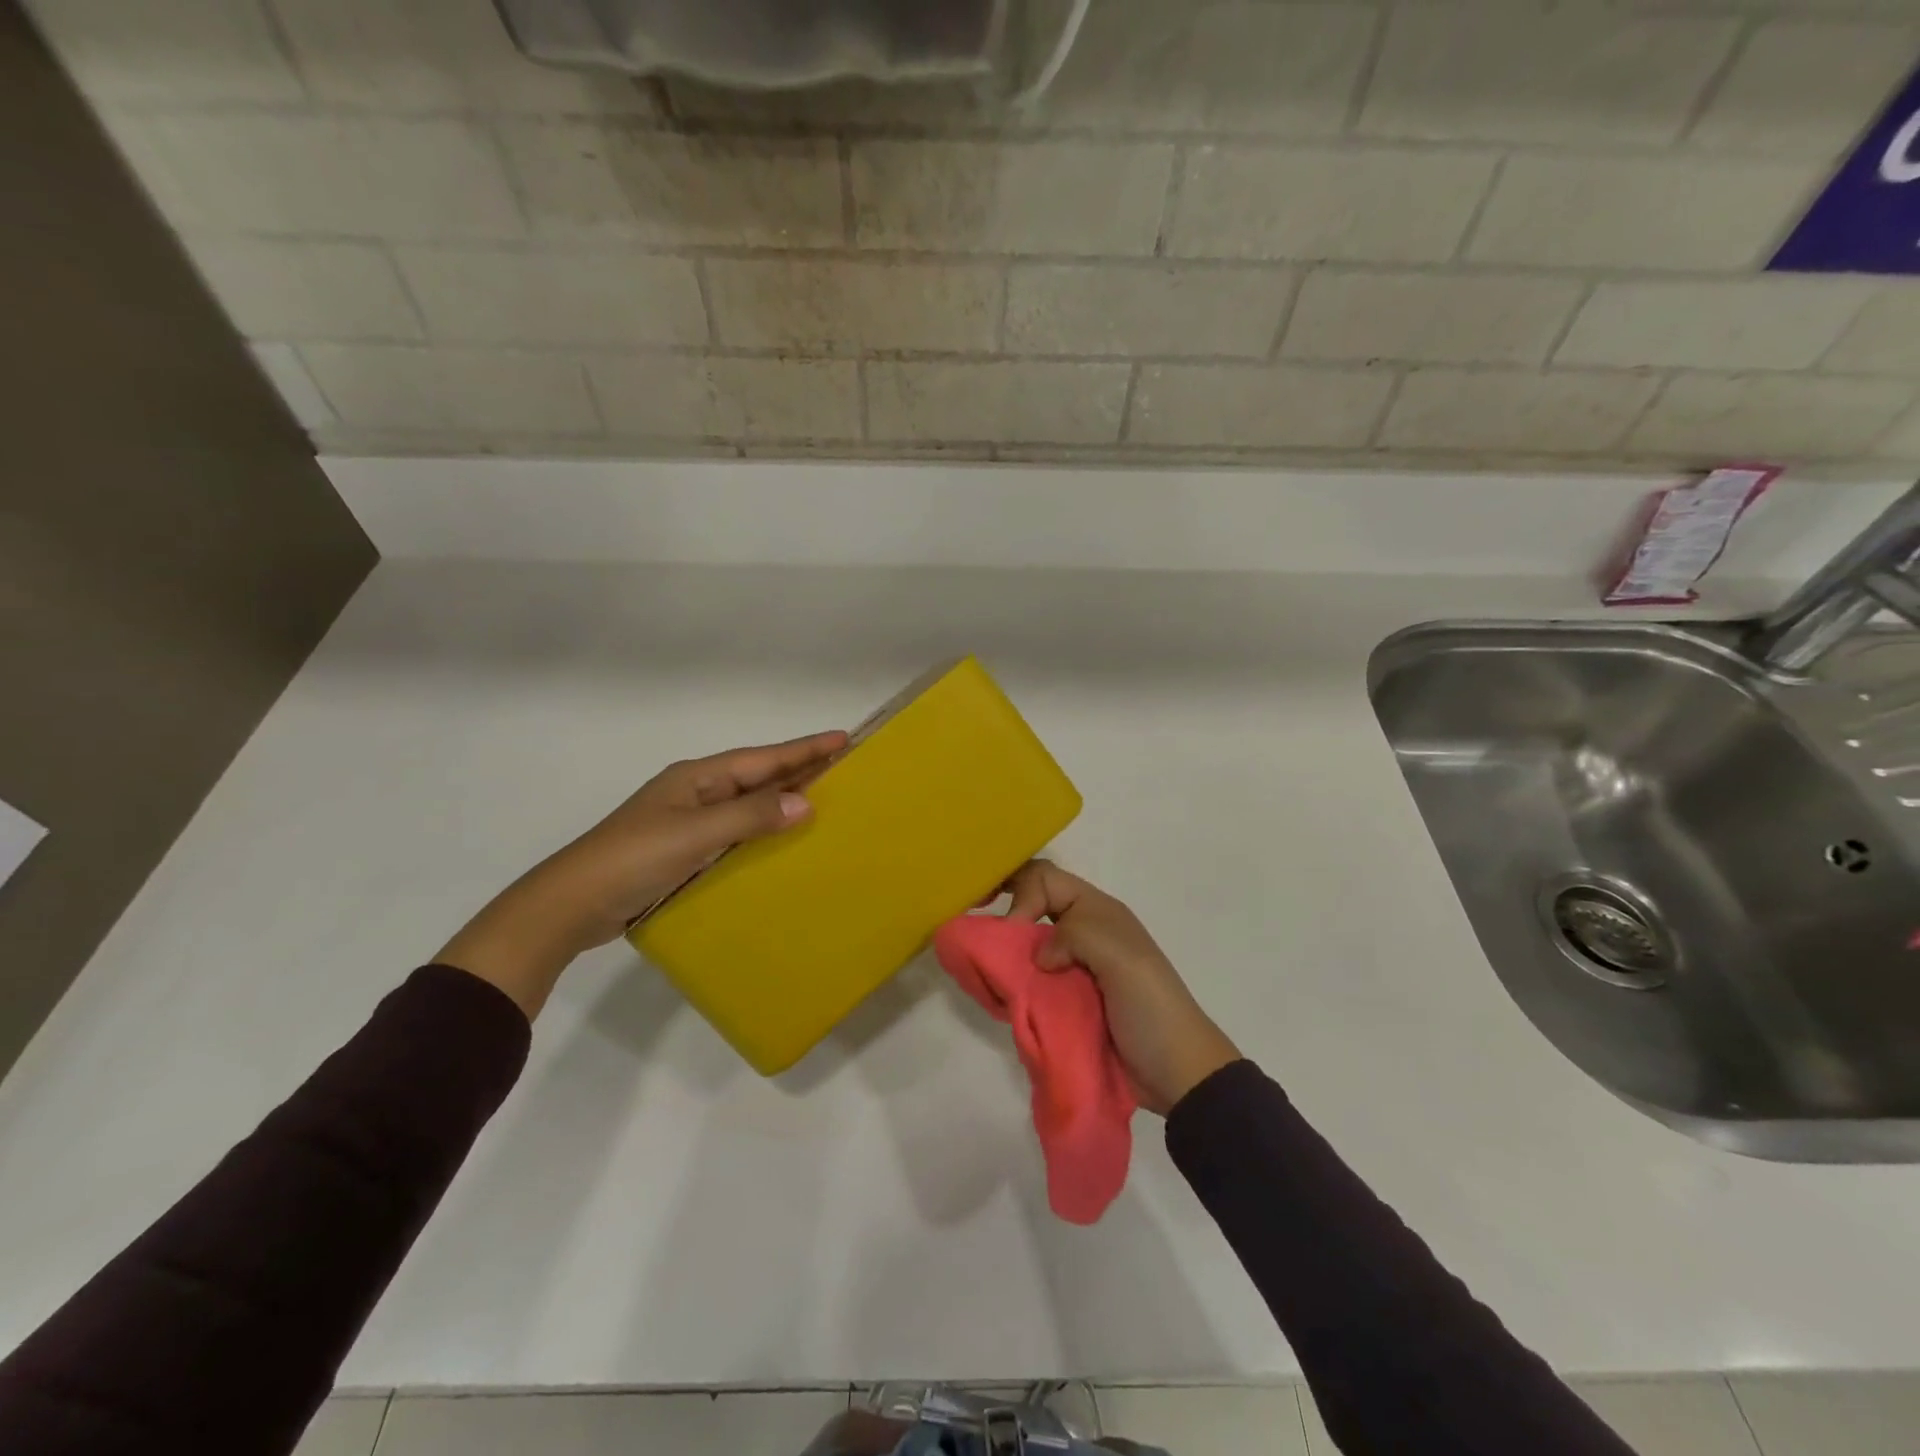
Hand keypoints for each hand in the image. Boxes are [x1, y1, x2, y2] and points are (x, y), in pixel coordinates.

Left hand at [437, 731, 847, 1017]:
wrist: (571, 905)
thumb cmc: (633, 859)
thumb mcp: (694, 833)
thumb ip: (750, 816)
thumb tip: (806, 802)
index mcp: (697, 777)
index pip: (762, 758)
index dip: (803, 749)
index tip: (843, 738)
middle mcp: (696, 793)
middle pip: (757, 777)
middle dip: (799, 770)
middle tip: (844, 767)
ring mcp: (689, 823)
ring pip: (748, 806)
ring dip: (783, 802)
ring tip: (825, 801)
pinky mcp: (685, 852)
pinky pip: (737, 834)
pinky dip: (763, 833)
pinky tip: (782, 844)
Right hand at [1003, 860, 1239, 1113]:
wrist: (1176, 1073)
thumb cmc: (1151, 1006)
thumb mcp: (1122, 957)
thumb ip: (1075, 937)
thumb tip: (1039, 959)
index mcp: (1096, 911)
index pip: (1044, 878)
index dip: (1021, 892)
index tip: (1012, 928)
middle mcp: (1080, 932)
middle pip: (1031, 905)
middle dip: (1005, 913)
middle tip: (981, 936)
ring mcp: (1071, 969)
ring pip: (1026, 945)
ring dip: (1005, 954)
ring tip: (986, 972)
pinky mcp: (1064, 1003)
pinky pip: (1028, 983)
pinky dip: (1012, 986)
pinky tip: (1000, 997)